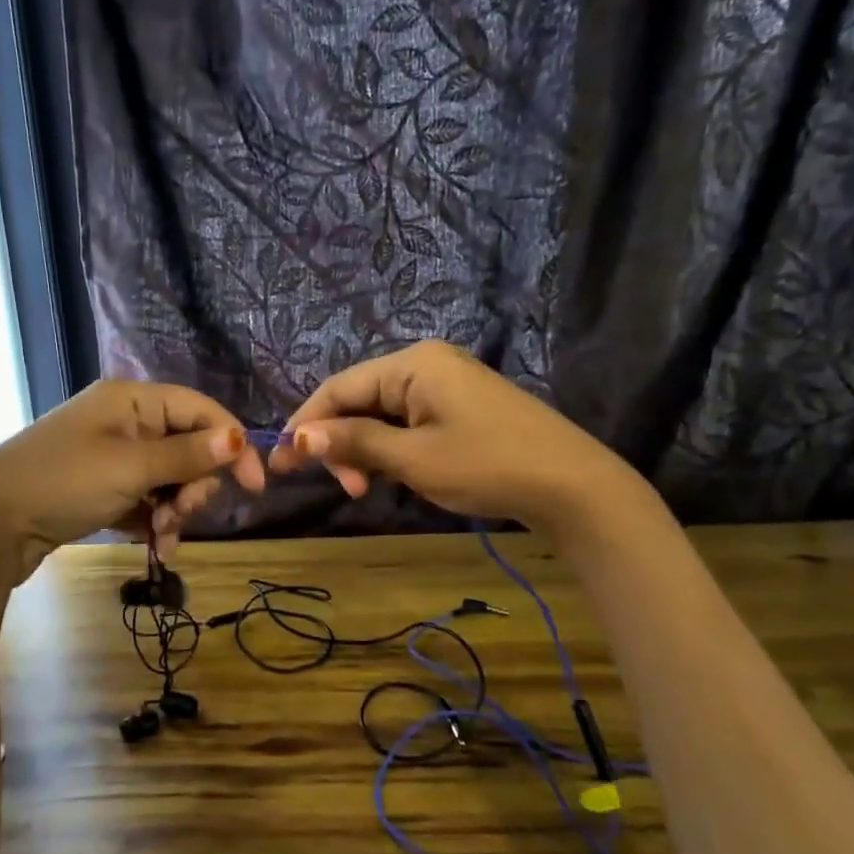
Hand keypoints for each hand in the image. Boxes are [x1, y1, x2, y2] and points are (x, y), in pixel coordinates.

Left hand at [0, 380, 265, 582]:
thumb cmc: (62, 484)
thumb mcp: (130, 469)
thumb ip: (186, 455)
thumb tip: (239, 438)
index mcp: (131, 400)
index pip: (200, 410)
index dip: (232, 444)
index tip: (256, 486)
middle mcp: (124, 420)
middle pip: (187, 446)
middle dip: (194, 485)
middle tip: (184, 514)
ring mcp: (111, 454)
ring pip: (169, 477)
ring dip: (177, 509)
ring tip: (165, 537)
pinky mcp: (101, 485)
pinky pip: (146, 497)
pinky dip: (155, 519)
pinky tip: (156, 545)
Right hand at [270, 341, 637, 534]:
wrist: (572, 485)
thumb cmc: (487, 466)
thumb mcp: (414, 459)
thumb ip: (355, 443)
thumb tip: (298, 437)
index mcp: (413, 364)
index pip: (338, 388)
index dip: (304, 424)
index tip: (280, 463)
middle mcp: (426, 363)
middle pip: (359, 399)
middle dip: (340, 443)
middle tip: (346, 489)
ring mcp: (447, 384)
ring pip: (382, 414)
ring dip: (365, 450)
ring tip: (368, 489)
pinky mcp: (460, 407)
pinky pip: (408, 422)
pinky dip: (392, 448)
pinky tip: (393, 476)